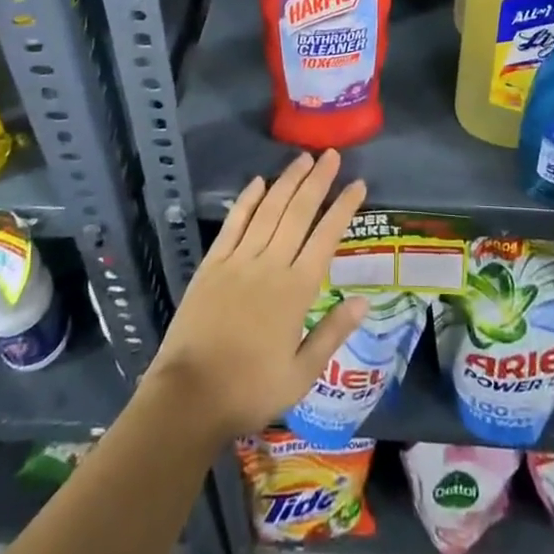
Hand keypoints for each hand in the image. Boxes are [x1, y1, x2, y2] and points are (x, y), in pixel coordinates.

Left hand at [147, 151, 368, 440]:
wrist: (188, 398)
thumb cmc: (250, 390)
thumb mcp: (300, 374)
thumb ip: (332, 333)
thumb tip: (365, 301)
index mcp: (296, 290)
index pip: (326, 237)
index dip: (344, 208)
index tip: (358, 184)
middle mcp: (270, 265)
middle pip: (299, 213)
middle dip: (318, 181)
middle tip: (332, 154)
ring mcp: (239, 261)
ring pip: (269, 210)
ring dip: (287, 181)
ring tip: (303, 158)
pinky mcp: (212, 264)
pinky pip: (233, 223)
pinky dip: (247, 200)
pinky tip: (258, 181)